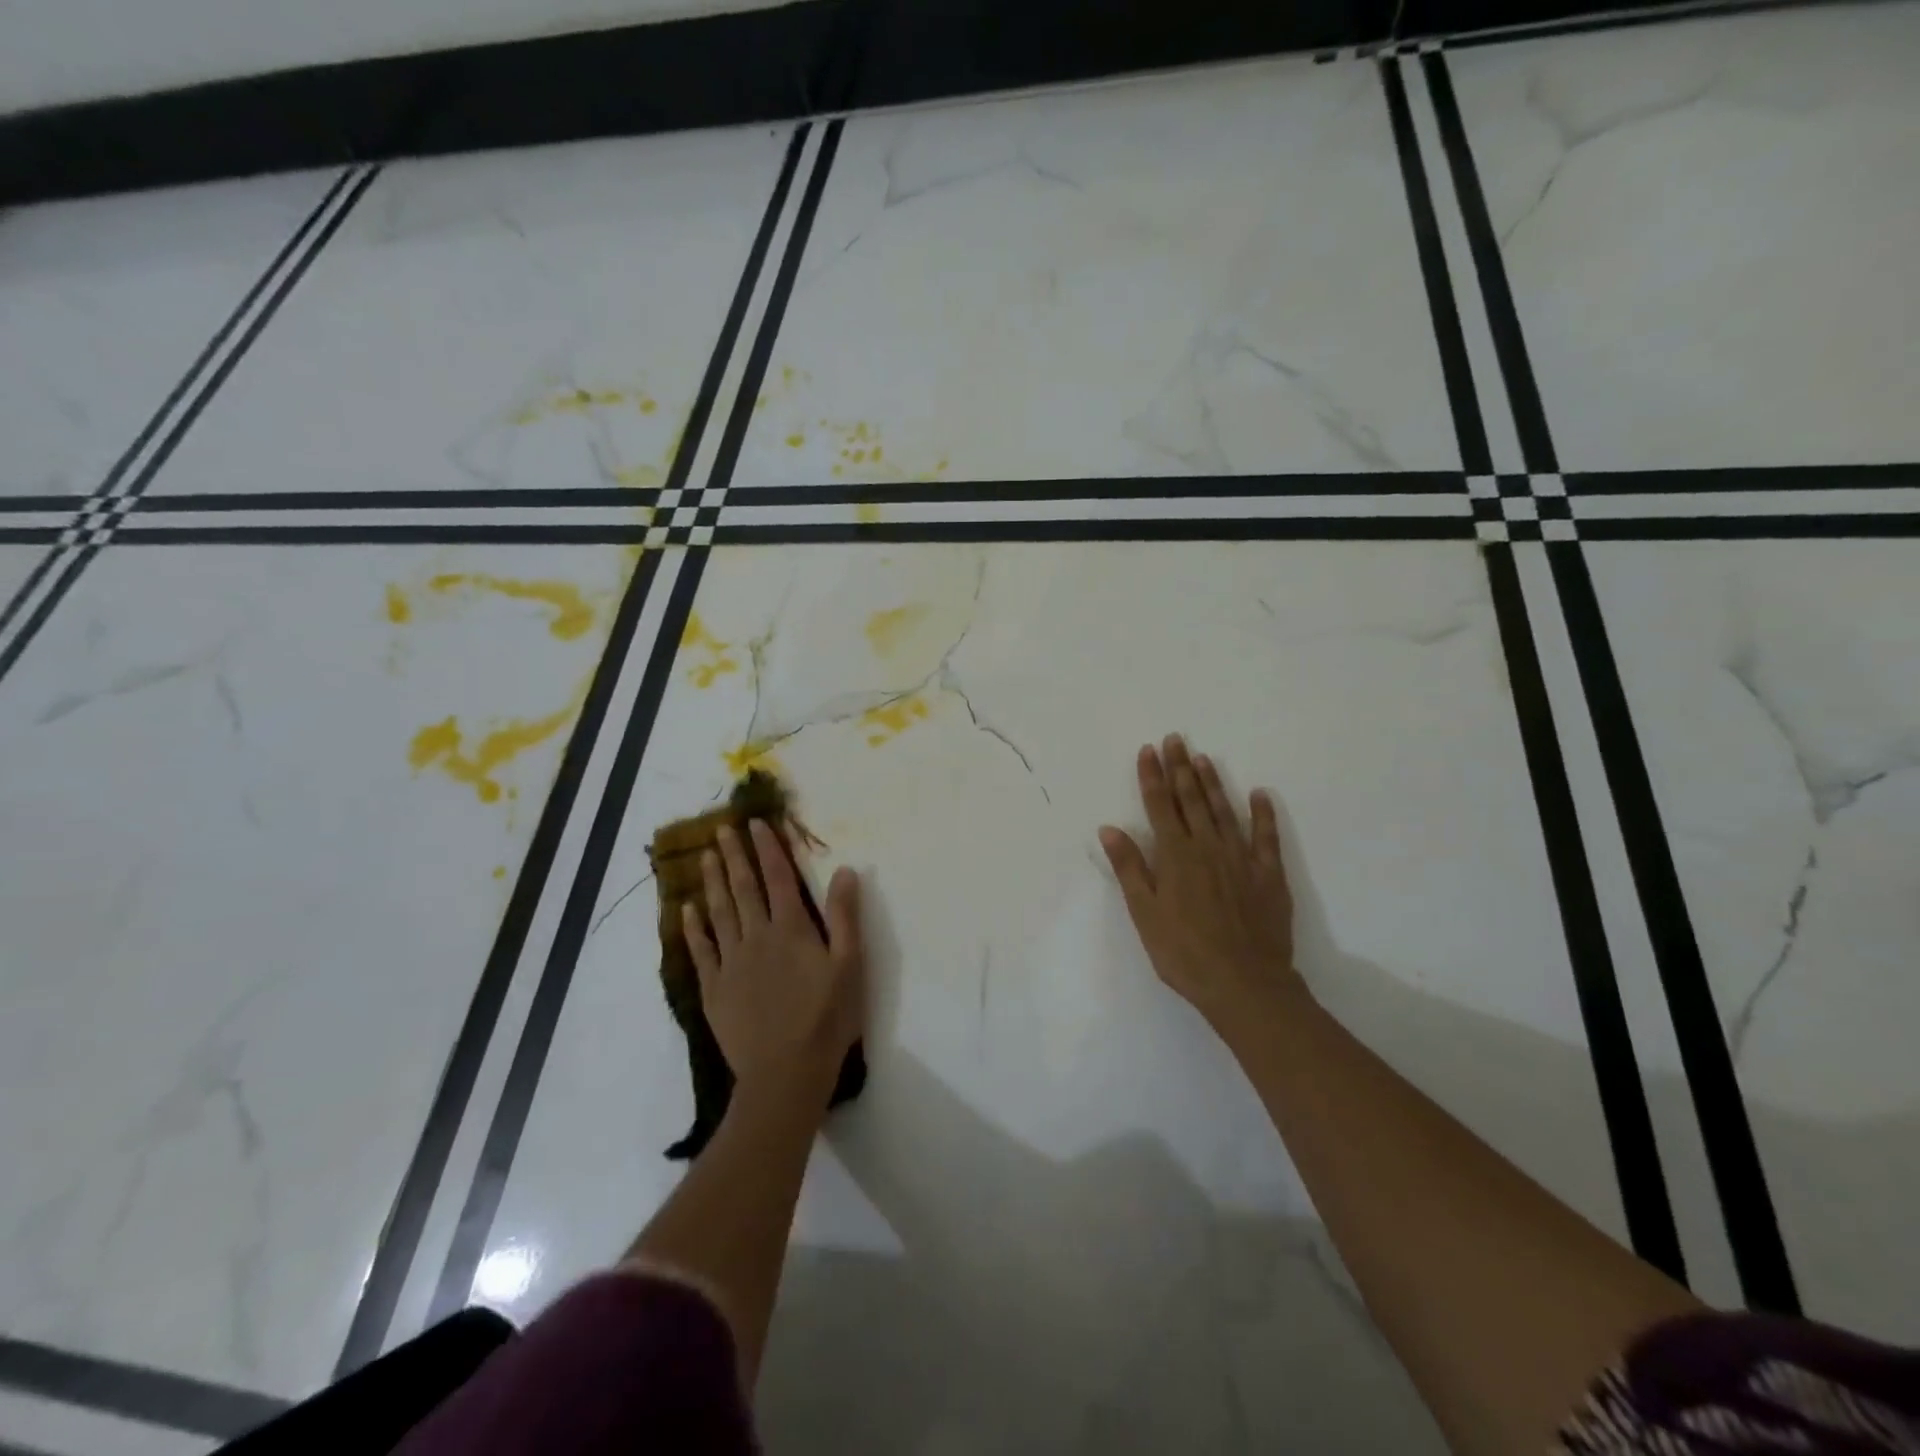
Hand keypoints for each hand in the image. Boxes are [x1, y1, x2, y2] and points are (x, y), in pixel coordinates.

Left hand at [683, 820, 865, 1105]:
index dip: (769, 849)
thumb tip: (844, 870)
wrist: (786, 1073)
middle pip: (744, 889)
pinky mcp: (715, 989)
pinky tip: (687, 910)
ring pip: (719, 913)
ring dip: (712, 882)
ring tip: (705, 856)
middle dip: (734, 856)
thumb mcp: (850, 965)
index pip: (779, 878)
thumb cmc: (827, 1018)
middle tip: (722, 829)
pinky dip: (694, 928)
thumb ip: (845, 916)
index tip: (757, 823)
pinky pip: (701, 951)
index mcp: (792, 929)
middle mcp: (757, 937)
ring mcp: (731, 963)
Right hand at [1099, 736, 1302, 1024]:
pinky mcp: (1268, 875)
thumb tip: (1110, 828)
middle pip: (1191, 800)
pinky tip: (1260, 794)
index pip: (1159, 806)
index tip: (1148, 750)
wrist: (1244, 984)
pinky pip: (1266, 837)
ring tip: (1203, 758)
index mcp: (1175, 856)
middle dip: (1181, 768)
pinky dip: (1263, 813)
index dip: (1152, 777)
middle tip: (1176, 739)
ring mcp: (1241, 858)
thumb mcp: (1144, 913)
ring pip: (1224, 810)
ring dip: (1213, 783)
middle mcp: (1207, 847)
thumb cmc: (1184, 953)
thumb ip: (1130, 868)